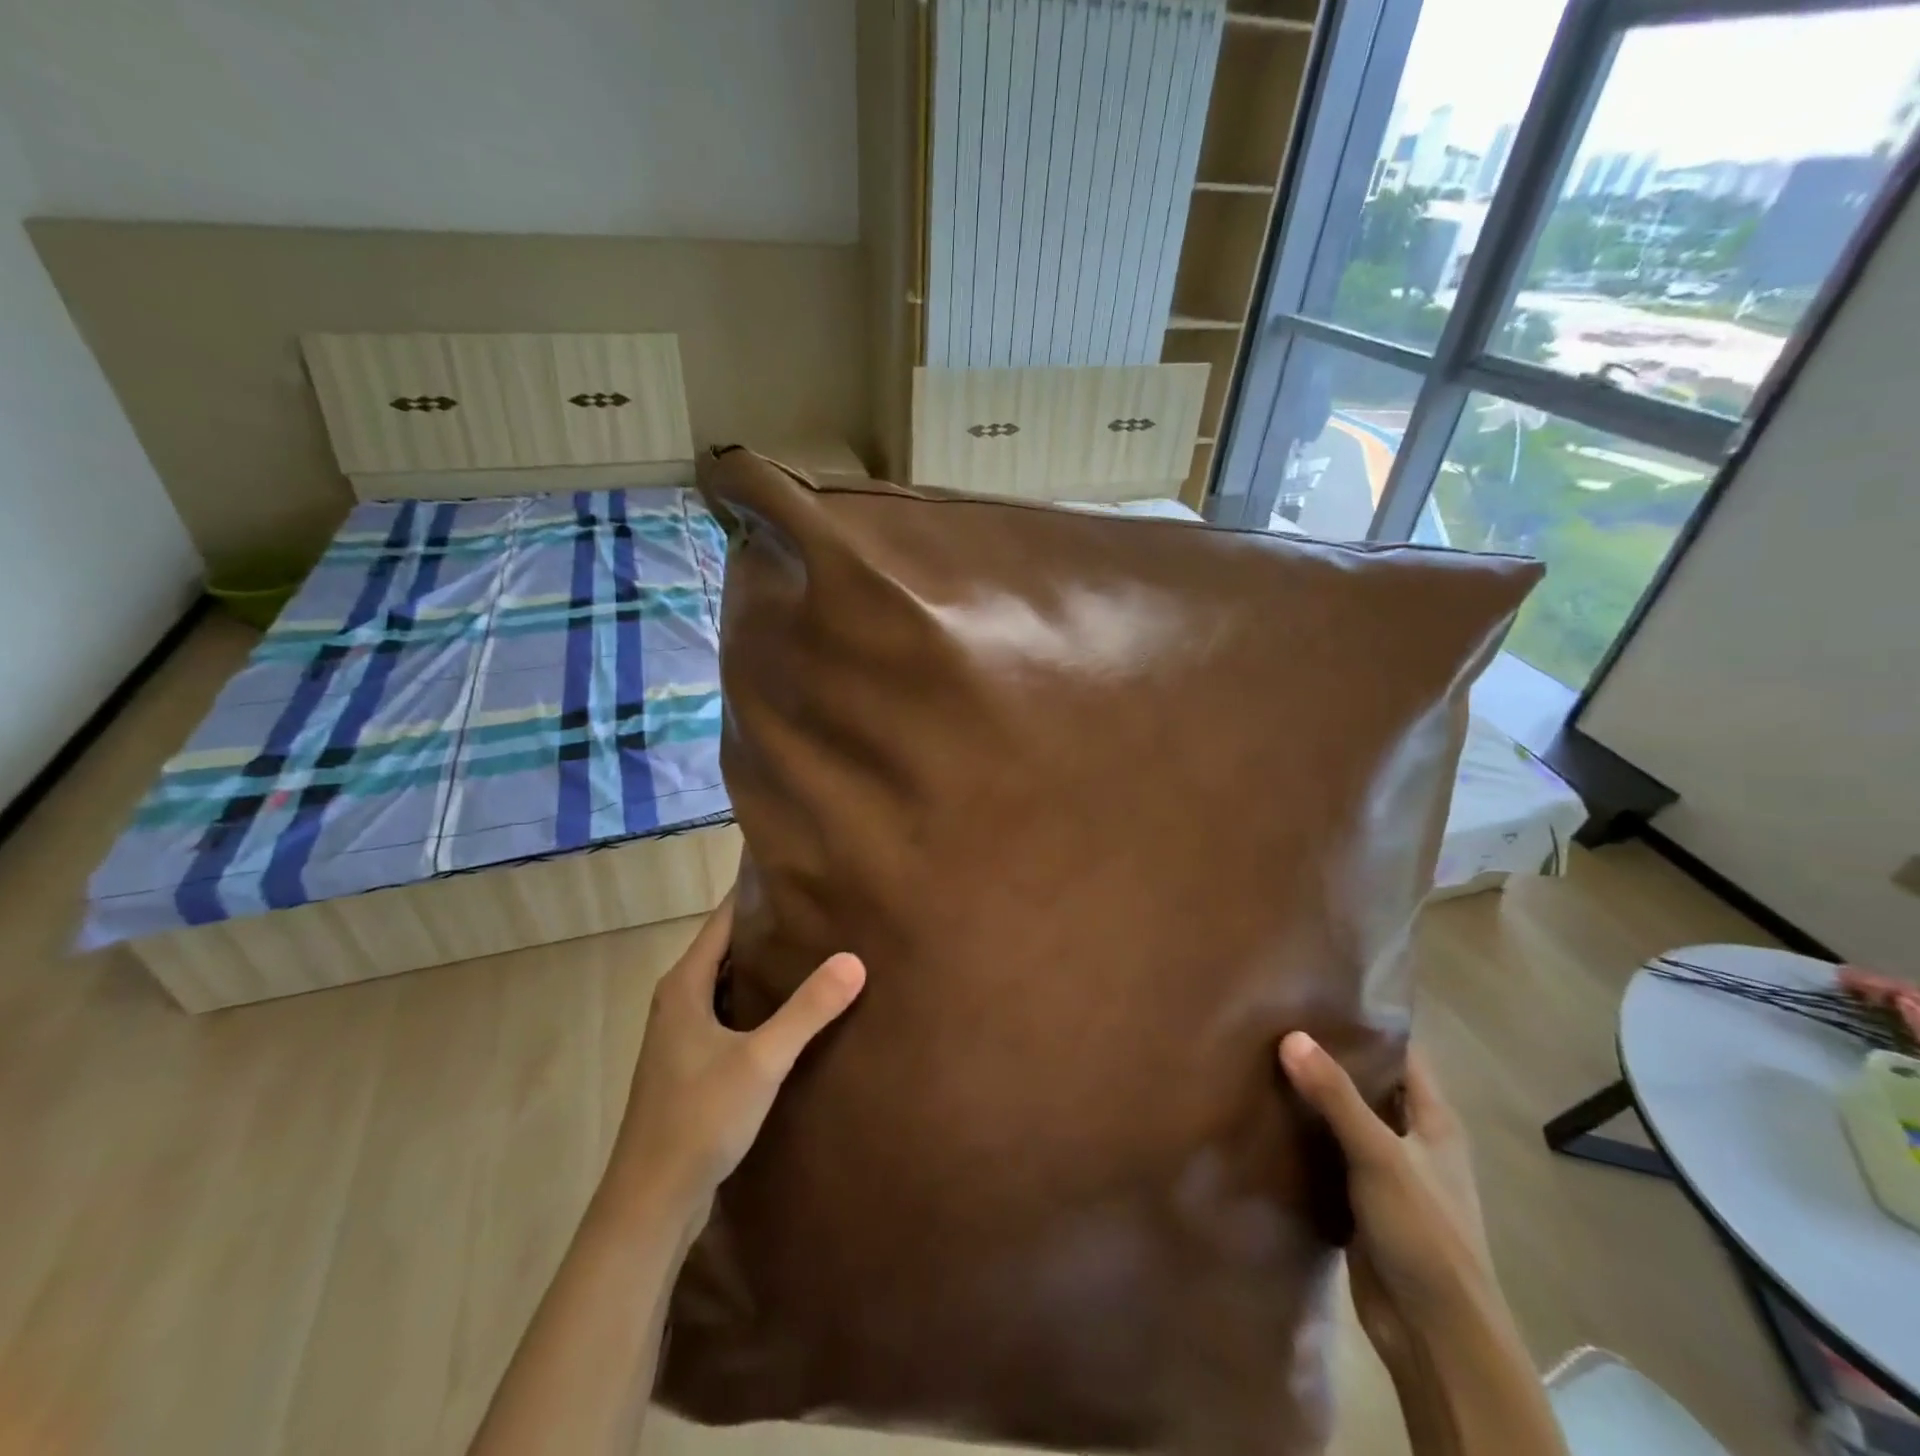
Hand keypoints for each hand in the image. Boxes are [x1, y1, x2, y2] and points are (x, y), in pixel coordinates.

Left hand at [612, 893, 865, 1210]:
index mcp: (684, 985)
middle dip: (769, 928)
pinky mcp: (691, 1065)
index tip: (796, 874)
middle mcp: (678, 1001)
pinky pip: (730, 1014)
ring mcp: (682, 1035)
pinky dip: (758, 1002)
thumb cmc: (699, 1119)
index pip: (723, 919)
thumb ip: (807, 1010)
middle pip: (727, 948)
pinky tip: (793, 1011)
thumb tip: (854, 959)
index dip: (755, 894)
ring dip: (765, 968)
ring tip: (815, 950)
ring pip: (729, 983)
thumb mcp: (761, 1060)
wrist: (650, 1203)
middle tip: (819, 910)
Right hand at [1279, 1033, 1494, 1369]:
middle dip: (1329, 1056)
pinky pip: (1328, 1153)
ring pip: (1345, 1119)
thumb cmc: (1425, 1235)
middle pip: (1369, 1084)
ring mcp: (1386, 1172)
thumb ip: (1336, 1096)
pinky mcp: (1360, 1200)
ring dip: (1312, 1096)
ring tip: (1261, 1057)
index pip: (1403, 1055)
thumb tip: (1290, 1035)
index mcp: (1435, 1122)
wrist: (1434, 1336)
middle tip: (1276, 1020)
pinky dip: (1303, 1134)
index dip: (1367, 1025)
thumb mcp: (1380, 1156)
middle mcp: (1412, 1140)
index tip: (1319, 995)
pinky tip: (1265, 1113)